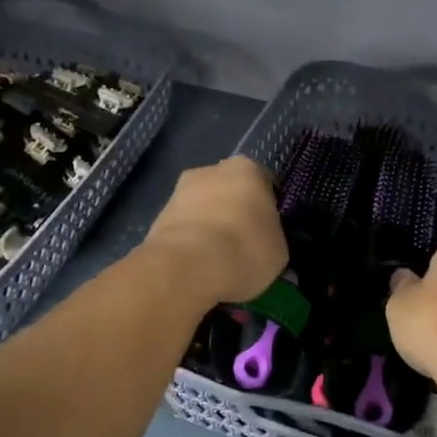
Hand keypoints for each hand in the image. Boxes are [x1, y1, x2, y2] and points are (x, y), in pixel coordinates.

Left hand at [143, 156, 286, 307]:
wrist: (187, 266)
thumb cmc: (245, 249)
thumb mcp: (279, 250)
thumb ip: (272, 236)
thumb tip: (264, 242)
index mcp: (248, 169)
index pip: (265, 184)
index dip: (268, 209)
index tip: (268, 232)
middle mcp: (210, 170)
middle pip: (229, 191)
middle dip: (235, 212)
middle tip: (243, 245)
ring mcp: (179, 191)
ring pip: (203, 208)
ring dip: (210, 226)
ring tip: (218, 261)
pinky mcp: (157, 216)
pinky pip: (184, 228)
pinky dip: (190, 242)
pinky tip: (197, 265)